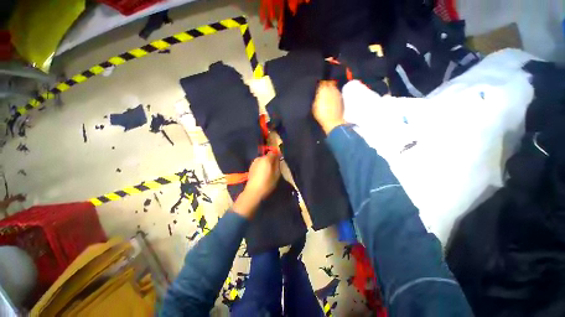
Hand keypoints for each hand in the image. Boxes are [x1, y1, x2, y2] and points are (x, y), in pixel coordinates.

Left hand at [233, 152, 280, 218]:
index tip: (281, 160)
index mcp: (266, 159)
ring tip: (269, 170)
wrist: (253, 191)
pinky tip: (263, 173)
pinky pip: (259, 164)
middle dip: (272, 159)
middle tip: (276, 166)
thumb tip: (278, 159)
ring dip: (266, 163)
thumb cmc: (267, 183)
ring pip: (263, 160)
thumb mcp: (276, 174)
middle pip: (267, 156)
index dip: (278, 156)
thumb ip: (278, 165)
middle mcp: (259, 158)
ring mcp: (254, 162)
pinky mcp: (251, 167)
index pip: (274, 153)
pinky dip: (262, 166)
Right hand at [312, 81, 346, 133]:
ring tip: (328, 94)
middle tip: (323, 89)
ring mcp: (338, 94)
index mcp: (323, 90)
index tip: (319, 86)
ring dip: (331, 89)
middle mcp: (332, 89)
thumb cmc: (321, 114)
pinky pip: (337, 93)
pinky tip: (332, 100)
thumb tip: (318, 94)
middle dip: (327, 85)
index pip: (322, 82)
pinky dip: (334, 95)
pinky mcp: (341, 99)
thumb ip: (317, 97)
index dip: (321, 84)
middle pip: (329, 83)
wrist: (333, 121)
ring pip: (334, 88)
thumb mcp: (314, 106)